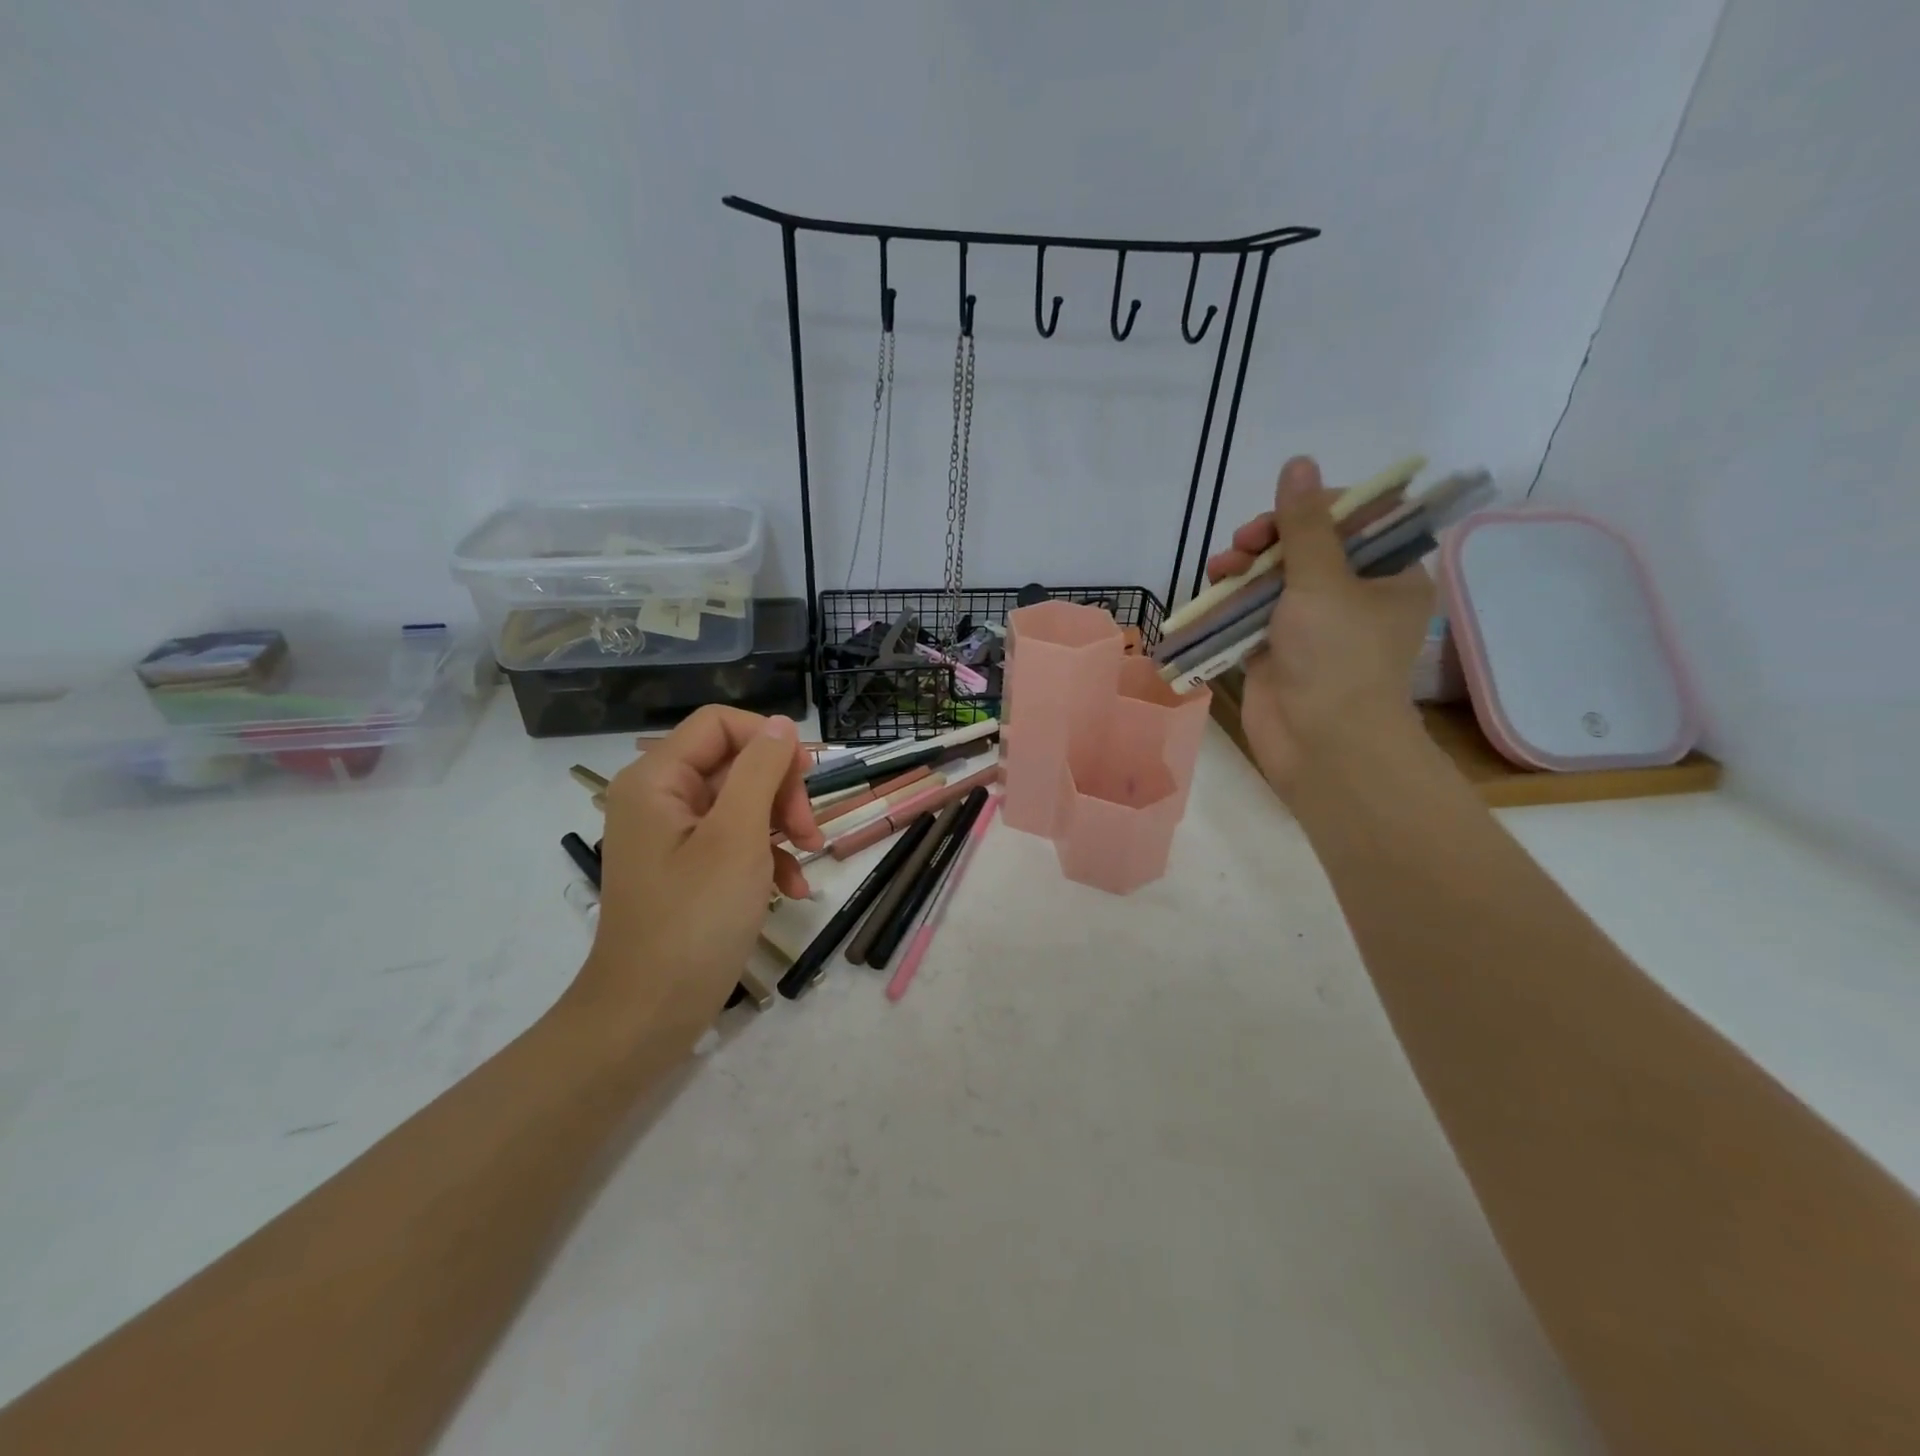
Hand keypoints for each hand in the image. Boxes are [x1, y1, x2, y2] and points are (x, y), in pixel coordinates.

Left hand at [568, 707, 823, 1046]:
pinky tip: (794, 889)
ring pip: (743, 803)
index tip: (808, 775)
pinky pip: (736, 841)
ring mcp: (674, 836)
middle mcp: (660, 798)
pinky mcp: (689, 869)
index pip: (720, 724)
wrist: (649, 1014)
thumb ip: (760, 771)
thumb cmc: (694, 919)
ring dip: (782, 826)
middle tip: (809, 832)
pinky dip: (768, 857)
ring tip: (809, 860)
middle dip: (780, 792)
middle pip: (735, 763)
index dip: (769, 740)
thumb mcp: (737, 837)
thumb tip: (782, 725)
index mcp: (657, 779)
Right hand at [1205, 456, 1433, 797]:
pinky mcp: (1277, 648)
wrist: (1321, 743)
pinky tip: (1212, 591)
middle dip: (1271, 538)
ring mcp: (1312, 624)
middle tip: (1245, 543)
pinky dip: (1232, 600)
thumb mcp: (1323, 581)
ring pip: (1275, 578)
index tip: (1285, 511)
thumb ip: (1305, 524)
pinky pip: (1253, 611)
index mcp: (1389, 575)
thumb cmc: (1337, 657)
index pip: (1358, 520)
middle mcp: (1353, 595)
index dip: (1318, 506)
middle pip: (1309, 546)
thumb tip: (1298, 462)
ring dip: (1245, 566)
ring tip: (1220, 568)